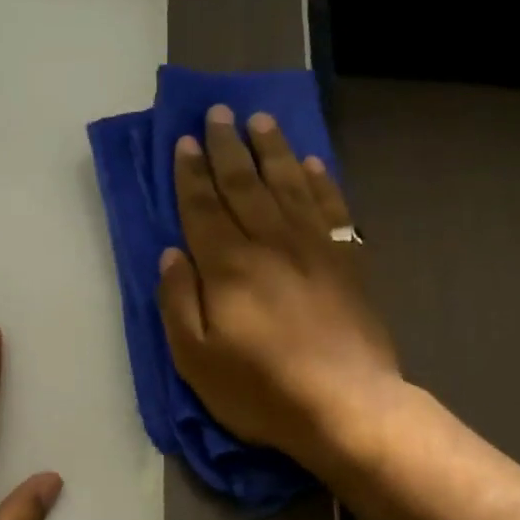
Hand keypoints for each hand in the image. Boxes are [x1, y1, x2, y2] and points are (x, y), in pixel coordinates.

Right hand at [156, 105, 399, 466]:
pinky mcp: (348, 263)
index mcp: (228, 266)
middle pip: (245, 185)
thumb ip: (178, 301)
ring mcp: (314, 249)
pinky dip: (322, 182)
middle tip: (219, 113)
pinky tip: (313, 164)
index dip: (191, 174)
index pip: (203, 208)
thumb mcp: (196, 359)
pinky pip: (332, 210)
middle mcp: (270, 244)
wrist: (345, 405)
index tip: (185, 141)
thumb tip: (171, 253)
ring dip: (273, 151)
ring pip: (289, 186)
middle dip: (228, 148)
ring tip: (261, 122)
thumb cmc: (261, 390)